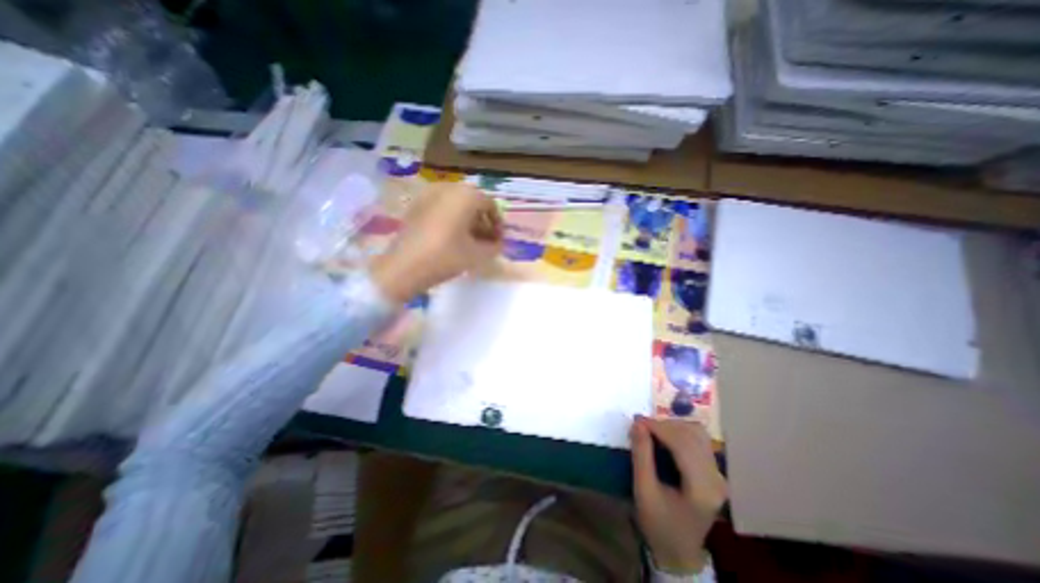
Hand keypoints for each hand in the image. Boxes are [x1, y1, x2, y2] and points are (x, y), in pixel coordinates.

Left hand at [373, 181, 506, 303]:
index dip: (498, 224)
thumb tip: (498, 244)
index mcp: (466, 195)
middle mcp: (448, 188)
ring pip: (456, 204)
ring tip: (470, 241)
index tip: (499, 241)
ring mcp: (429, 195)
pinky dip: (451, 219)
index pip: (490, 205)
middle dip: (482, 221)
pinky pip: (441, 208)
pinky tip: (451, 238)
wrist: (404, 267)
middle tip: (486, 241)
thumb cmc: (446, 257)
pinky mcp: (416, 206)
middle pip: (473, 202)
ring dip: (467, 220)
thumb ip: (494, 247)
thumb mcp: (477, 255)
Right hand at [630, 414, 724, 574]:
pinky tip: (664, 436)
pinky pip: (698, 440)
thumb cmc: (658, 524)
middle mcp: (716, 478)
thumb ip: (641, 455)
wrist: (678, 552)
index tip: (636, 420)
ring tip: (651, 430)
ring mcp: (718, 475)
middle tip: (641, 425)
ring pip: (697, 434)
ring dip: (672, 426)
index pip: (683, 445)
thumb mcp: (643, 491)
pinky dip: (679, 432)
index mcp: (702, 489)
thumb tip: (637, 423)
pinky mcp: (714, 472)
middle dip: (664, 425)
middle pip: (692, 435)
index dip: (659, 427)